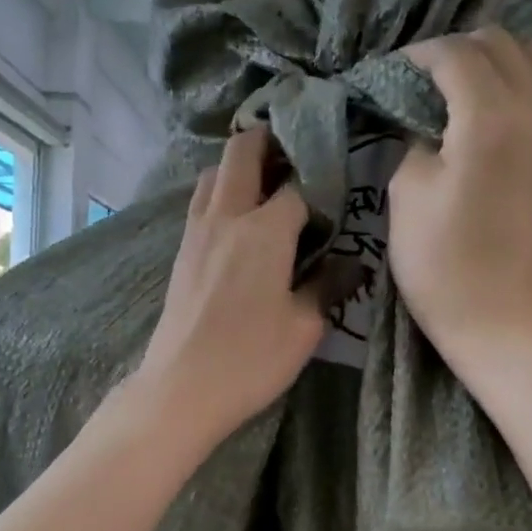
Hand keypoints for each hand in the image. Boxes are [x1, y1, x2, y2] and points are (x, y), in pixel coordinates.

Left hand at [132, 129, 324, 447]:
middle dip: (270, 142)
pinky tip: (238, 224)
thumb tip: (351, 264)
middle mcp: (226, 217)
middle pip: (242, 152)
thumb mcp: (304, 327)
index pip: (299, 183)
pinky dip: (220, 195)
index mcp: (265, 229)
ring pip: (213, 174)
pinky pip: (201, 204)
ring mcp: (196, 233)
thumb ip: (327, 286)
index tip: (338, 189)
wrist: (181, 388)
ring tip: (267, 188)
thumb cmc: (250, 359)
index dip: (321, 179)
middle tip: (297, 158)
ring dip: (239, 167)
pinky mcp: (181, 254)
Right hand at [389, 30, 531, 366]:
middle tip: (431, 80)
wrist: (488, 311)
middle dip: (461, 51)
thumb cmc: (436, 258)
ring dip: (510, 60)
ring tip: (481, 86)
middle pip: (503, 46)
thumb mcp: (405, 190)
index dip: (420, 55)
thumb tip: (430, 118)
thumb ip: (417, 137)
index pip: (455, 55)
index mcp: (486, 118)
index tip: (396, 73)